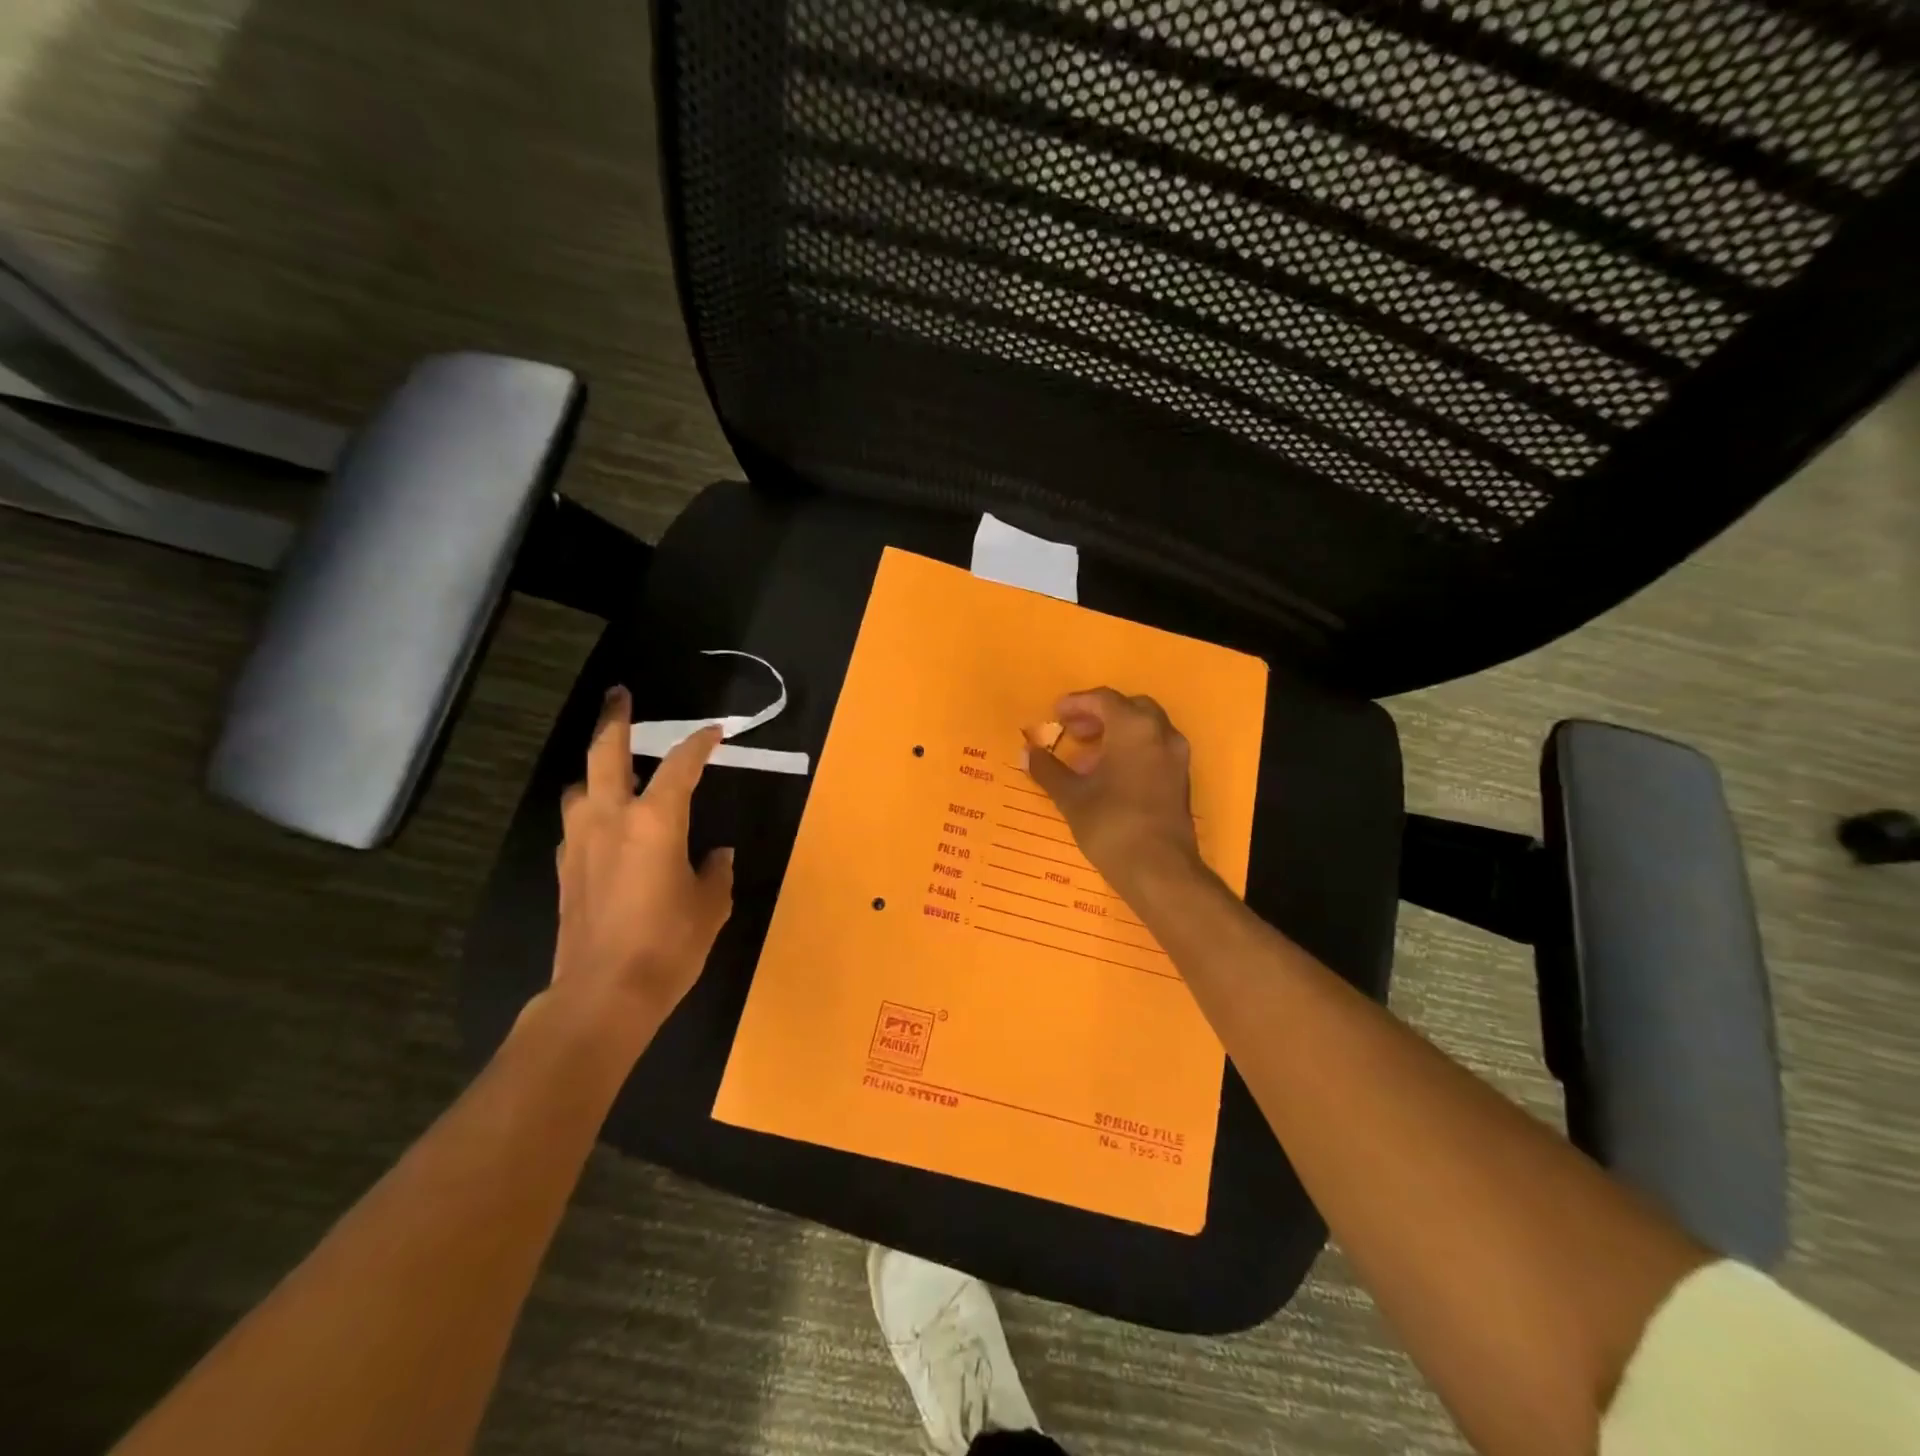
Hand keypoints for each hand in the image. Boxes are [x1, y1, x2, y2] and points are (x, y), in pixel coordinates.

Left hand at [550, 687, 734, 1043]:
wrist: (603, 993)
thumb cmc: (669, 943)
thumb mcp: (710, 905)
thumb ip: (715, 872)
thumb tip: (715, 856)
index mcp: (655, 820)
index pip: (681, 765)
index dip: (700, 743)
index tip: (715, 732)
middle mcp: (611, 818)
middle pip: (606, 752)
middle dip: (615, 718)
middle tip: (620, 695)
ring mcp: (580, 842)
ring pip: (580, 787)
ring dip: (596, 771)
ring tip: (614, 772)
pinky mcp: (565, 870)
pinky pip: (575, 824)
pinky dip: (590, 813)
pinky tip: (605, 829)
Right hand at [1024, 688, 1205, 897]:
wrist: (1159, 870)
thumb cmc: (1111, 824)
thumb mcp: (1071, 796)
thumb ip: (1048, 770)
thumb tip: (1027, 752)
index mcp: (1134, 727)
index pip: (1103, 700)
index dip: (1076, 703)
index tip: (1055, 714)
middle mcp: (1161, 733)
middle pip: (1129, 708)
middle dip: (1099, 716)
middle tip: (1074, 732)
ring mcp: (1176, 756)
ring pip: (1145, 729)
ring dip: (1116, 735)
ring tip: (1086, 760)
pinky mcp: (1181, 779)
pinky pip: (1154, 750)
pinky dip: (1131, 751)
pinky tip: (1109, 777)